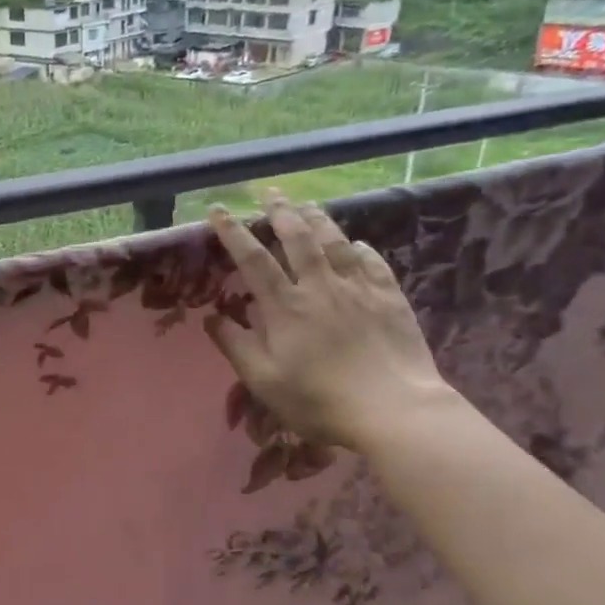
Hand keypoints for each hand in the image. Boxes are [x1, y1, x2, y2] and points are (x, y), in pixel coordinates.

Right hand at [206, 190, 453, 454]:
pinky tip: (356, 244)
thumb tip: (211, 317)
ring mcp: (358, 289)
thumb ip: (236, 345)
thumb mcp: (264, 381)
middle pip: (298, 238)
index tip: (218, 211)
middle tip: (270, 194)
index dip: (234, 233)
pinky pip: (373, 263)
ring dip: (318, 220)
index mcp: (285, 306)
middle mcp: (320, 287)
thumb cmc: (319, 401)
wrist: (393, 410)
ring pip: (335, 242)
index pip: (253, 260)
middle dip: (280, 212)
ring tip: (307, 206)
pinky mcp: (390, 298)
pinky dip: (360, 249)